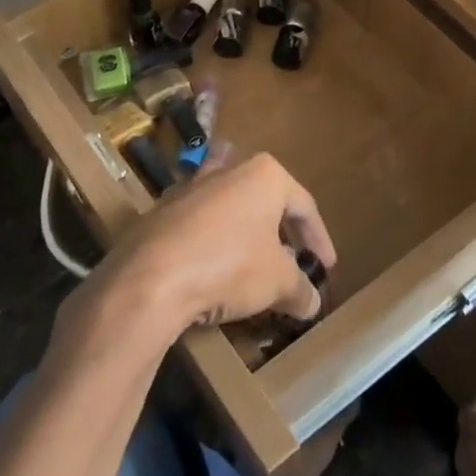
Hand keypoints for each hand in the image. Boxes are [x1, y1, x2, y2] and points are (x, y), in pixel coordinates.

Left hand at [56, 153, 334, 351]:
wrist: (150, 279)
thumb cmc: (230, 266)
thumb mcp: (278, 283)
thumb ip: (300, 289)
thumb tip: (312, 303)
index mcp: (264, 175)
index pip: (304, 206)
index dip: (319, 239)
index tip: (325, 267)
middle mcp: (227, 172)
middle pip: (264, 200)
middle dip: (279, 230)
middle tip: (291, 261)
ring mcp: (188, 189)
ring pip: (226, 207)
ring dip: (242, 232)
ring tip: (251, 260)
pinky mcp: (158, 213)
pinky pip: (196, 226)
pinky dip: (210, 244)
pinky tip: (211, 269)